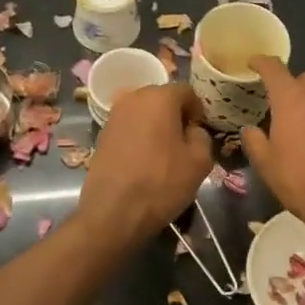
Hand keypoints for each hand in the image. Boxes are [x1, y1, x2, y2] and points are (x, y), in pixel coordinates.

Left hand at [75, 83, 213, 249]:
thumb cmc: (161, 183)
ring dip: (156, 125)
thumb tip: (192, 131)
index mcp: (159, 97)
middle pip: (162, 98)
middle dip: (176, 115)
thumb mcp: (199, 162)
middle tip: (184, 141)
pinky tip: (144, 160)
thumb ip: (202, 137)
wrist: (113, 213)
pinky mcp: (101, 134)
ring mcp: (113, 116)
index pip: (186, 91)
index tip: (200, 131)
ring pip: (144, 112)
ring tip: (164, 152)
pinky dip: (139, 136)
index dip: (198, 109)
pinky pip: (129, 127)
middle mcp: (133, 98)